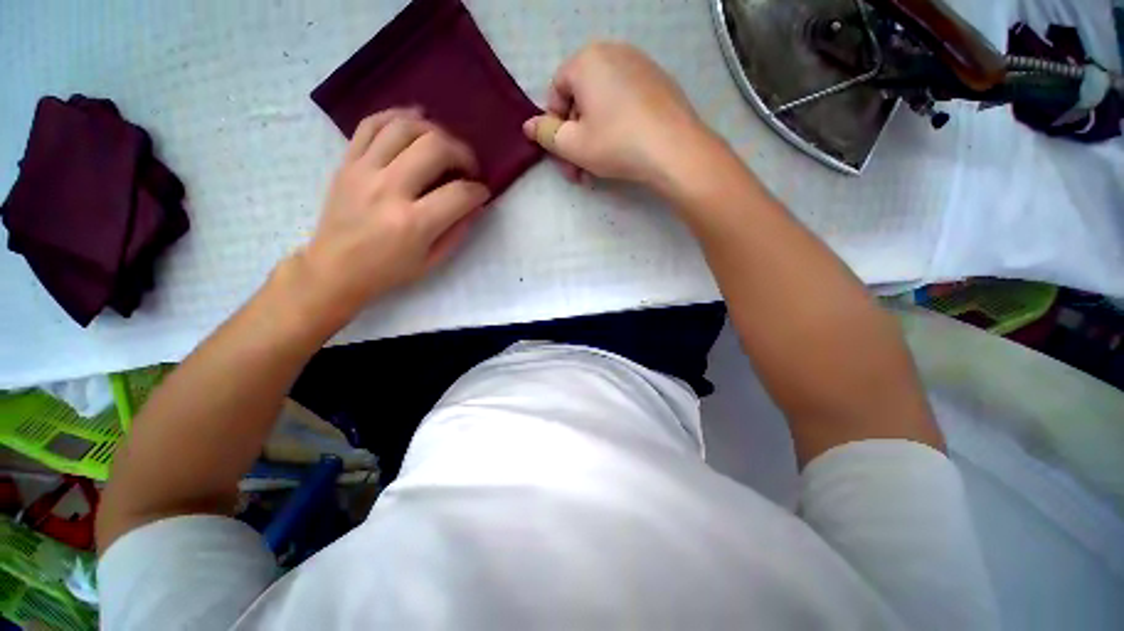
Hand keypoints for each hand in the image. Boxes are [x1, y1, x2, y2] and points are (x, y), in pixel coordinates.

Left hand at [297, 109, 489, 319]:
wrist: (335, 268)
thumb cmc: (388, 270)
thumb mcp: (432, 260)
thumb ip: (457, 230)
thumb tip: (474, 203)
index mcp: (414, 223)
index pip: (459, 193)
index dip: (479, 190)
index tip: (482, 193)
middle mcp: (389, 189)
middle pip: (435, 147)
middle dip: (462, 153)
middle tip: (467, 167)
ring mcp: (364, 170)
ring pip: (405, 127)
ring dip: (434, 131)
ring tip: (444, 145)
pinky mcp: (347, 162)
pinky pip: (371, 124)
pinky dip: (397, 115)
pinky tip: (415, 119)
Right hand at [523, 42, 711, 189]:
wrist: (674, 150)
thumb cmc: (616, 143)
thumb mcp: (572, 145)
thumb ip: (545, 134)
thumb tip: (528, 126)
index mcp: (587, 60)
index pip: (556, 91)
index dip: (554, 126)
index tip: (561, 154)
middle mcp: (613, 53)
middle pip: (581, 100)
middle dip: (574, 140)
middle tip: (576, 171)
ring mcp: (640, 67)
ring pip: (602, 107)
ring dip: (592, 140)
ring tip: (595, 172)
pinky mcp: (658, 84)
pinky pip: (625, 105)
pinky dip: (615, 129)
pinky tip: (619, 155)